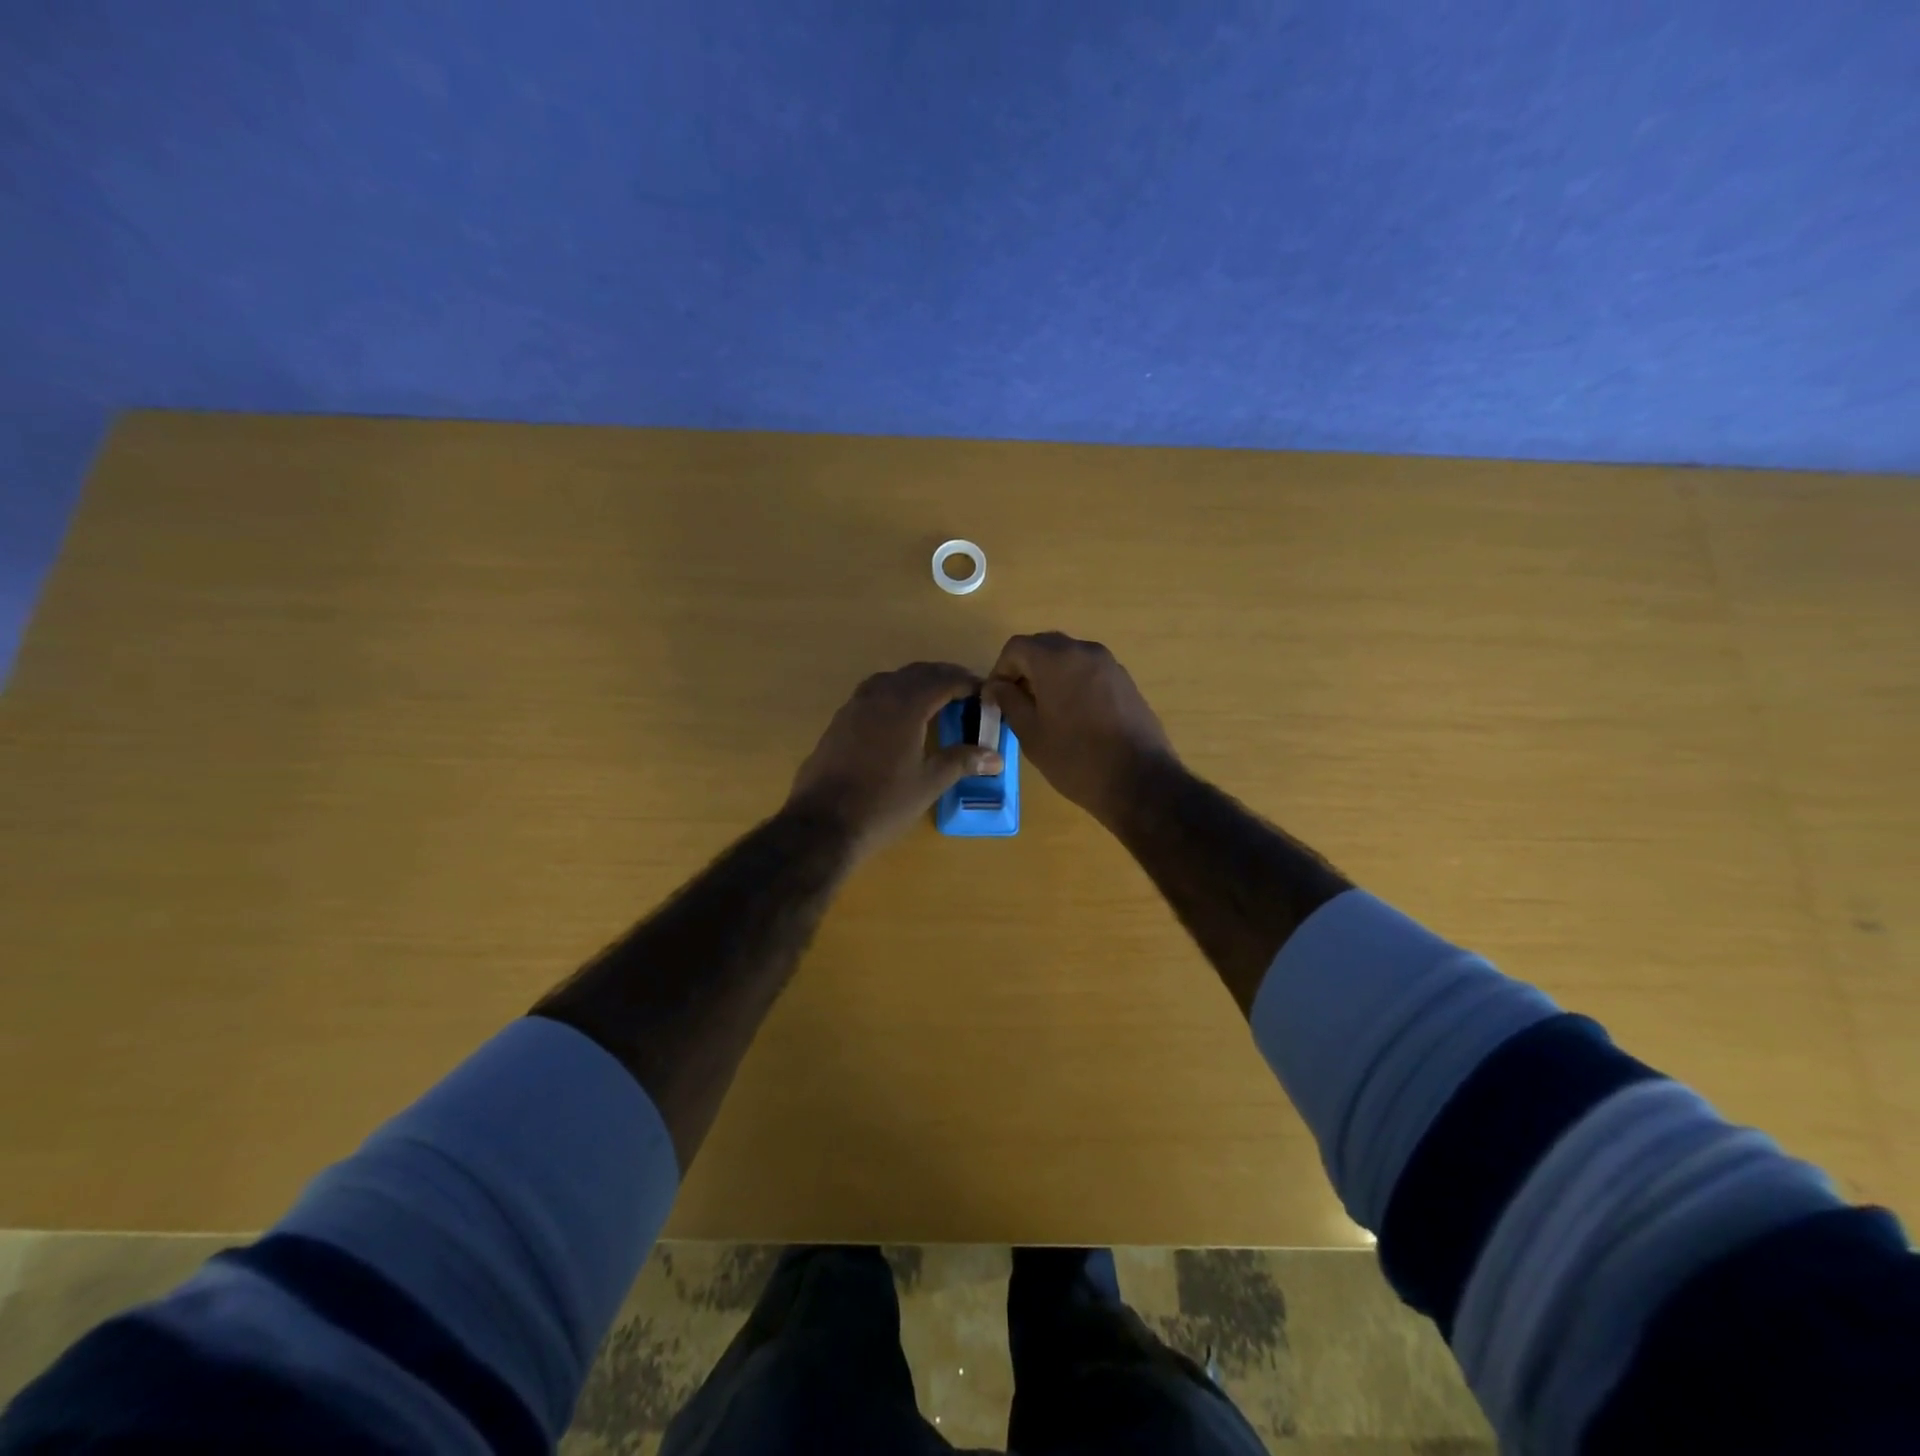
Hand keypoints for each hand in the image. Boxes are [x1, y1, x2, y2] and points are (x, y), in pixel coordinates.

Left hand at [787, 662, 1002, 860]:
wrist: (823, 823)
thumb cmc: (883, 803)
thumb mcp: (929, 782)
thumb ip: (961, 761)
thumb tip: (995, 757)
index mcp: (905, 705)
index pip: (943, 680)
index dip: (967, 683)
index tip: (984, 692)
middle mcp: (879, 696)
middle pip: (916, 673)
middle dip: (943, 678)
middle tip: (965, 692)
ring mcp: (854, 706)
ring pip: (891, 680)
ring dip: (916, 683)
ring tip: (935, 700)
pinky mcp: (839, 722)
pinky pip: (872, 694)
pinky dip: (893, 695)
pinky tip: (899, 718)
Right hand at [985, 632, 1175, 826]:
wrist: (1140, 780)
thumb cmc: (1075, 759)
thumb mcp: (1031, 734)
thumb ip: (1009, 702)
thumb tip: (997, 686)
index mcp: (1056, 659)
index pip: (1016, 647)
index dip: (1000, 670)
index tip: (996, 699)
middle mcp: (1084, 650)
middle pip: (1043, 646)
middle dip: (1025, 669)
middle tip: (1017, 702)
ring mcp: (1109, 664)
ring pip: (1068, 657)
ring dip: (1050, 674)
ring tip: (1045, 710)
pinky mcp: (1125, 681)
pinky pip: (1089, 670)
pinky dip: (1073, 682)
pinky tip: (1073, 715)